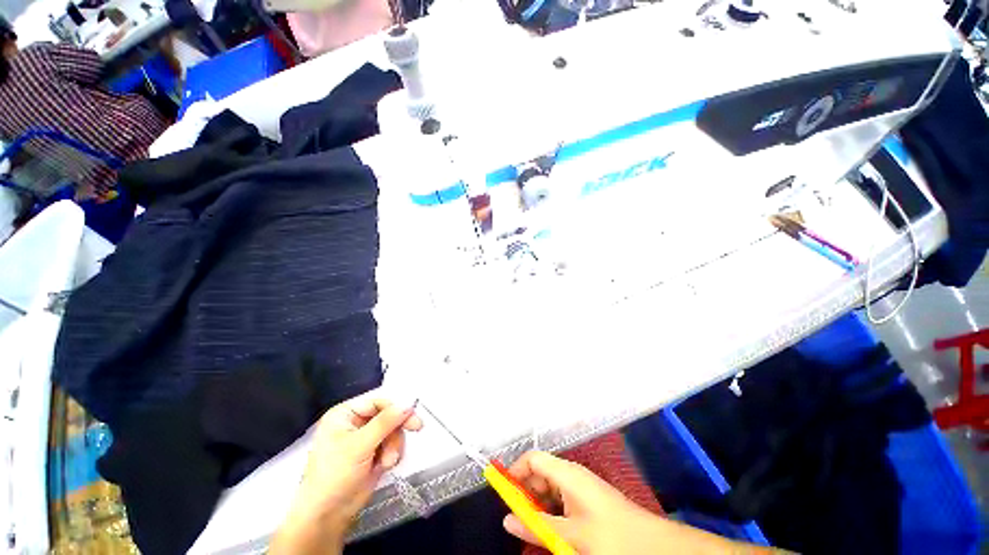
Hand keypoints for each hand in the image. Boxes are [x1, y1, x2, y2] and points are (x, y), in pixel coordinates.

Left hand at [271, 391, 421, 554]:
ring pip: (393, 430)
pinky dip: (393, 454)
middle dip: (397, 428)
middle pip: (388, 415)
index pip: (377, 401)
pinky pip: (393, 444)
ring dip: (394, 445)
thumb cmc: (335, 475)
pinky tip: (384, 466)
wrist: (327, 515)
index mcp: (345, 414)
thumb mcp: (359, 446)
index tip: (411, 414)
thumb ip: (385, 423)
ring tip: (387, 462)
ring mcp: (366, 439)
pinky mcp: (374, 453)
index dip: (395, 407)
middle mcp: (356, 423)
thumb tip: (407, 405)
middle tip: (417, 427)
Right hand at [503, 451, 772, 554]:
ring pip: (550, 489)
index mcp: (567, 474)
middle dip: (525, 493)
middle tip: (516, 518)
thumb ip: (537, 527)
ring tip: (531, 528)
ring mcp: (581, 488)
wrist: (653, 547)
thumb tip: (506, 519)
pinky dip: (551, 513)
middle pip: (540, 473)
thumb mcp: (571, 536)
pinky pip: (561, 501)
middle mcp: (572, 475)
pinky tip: (549, 532)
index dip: (516, 471)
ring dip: (538, 506)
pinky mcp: (588, 501)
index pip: (534, 459)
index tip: (502, 491)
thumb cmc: (611, 536)